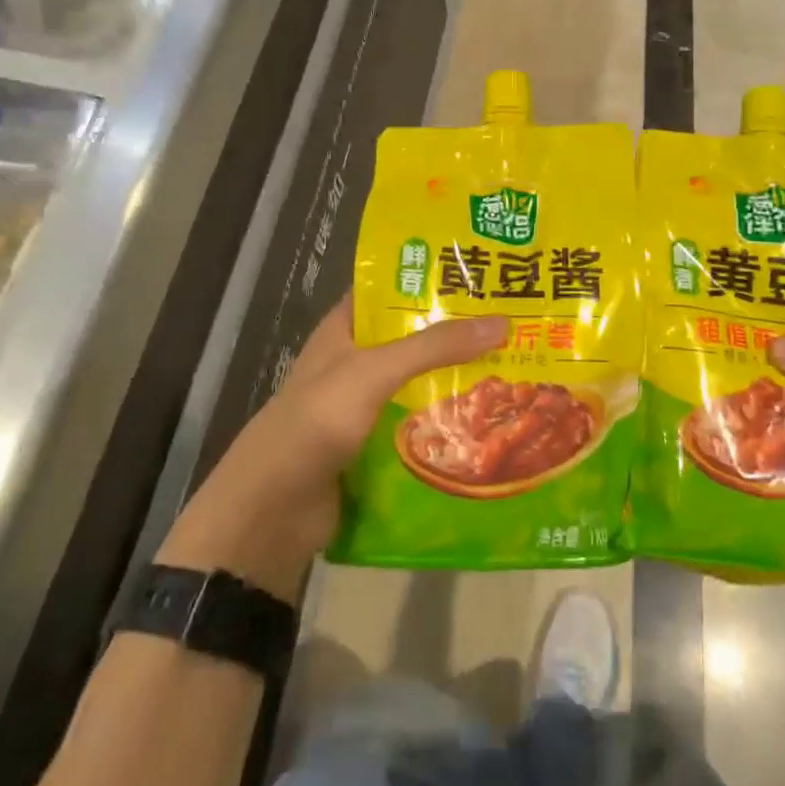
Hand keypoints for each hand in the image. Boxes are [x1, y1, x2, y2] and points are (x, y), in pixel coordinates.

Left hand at [161, 301, 508, 596]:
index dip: (429, 278)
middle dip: (455, 332)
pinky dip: (445, 421)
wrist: (272, 512)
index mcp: (342, 330)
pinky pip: (416, 424)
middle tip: (512, 322)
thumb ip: (434, 346)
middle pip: (411, 338)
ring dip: (455, 380)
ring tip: (512, 368)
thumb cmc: (317, 421)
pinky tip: (487, 421)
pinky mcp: (373, 446)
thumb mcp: (374, 371)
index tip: (480, 274)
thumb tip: (502, 323)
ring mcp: (363, 406)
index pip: (389, 290)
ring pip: (417, 383)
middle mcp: (354, 362)